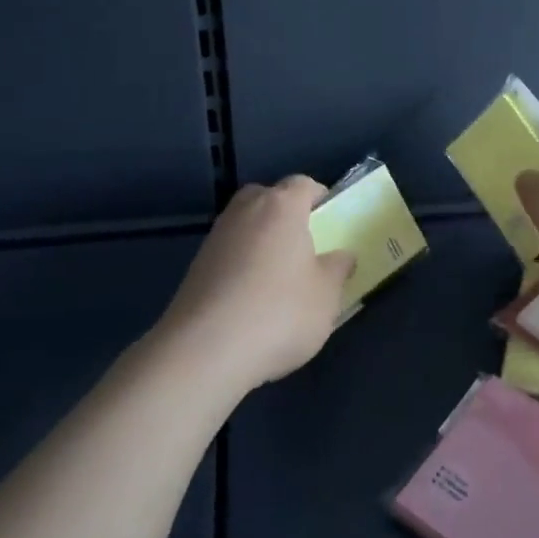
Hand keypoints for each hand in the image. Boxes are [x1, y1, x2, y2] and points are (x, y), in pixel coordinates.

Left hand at [162, 176, 357, 390]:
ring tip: (279, 278)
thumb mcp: (326, 295)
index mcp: (281, 206)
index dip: (321, 199)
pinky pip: (229, 253)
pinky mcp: (196, 266)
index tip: (332, 224)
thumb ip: (338, 268)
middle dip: (287, 215)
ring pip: (247, 226)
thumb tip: (342, 256)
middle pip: (269, 199)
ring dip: (262, 241)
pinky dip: (242, 265)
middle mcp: (245, 210)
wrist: (204, 352)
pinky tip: (252, 300)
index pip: (304, 184)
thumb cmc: (278, 313)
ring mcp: (216, 237)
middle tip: (305, 247)